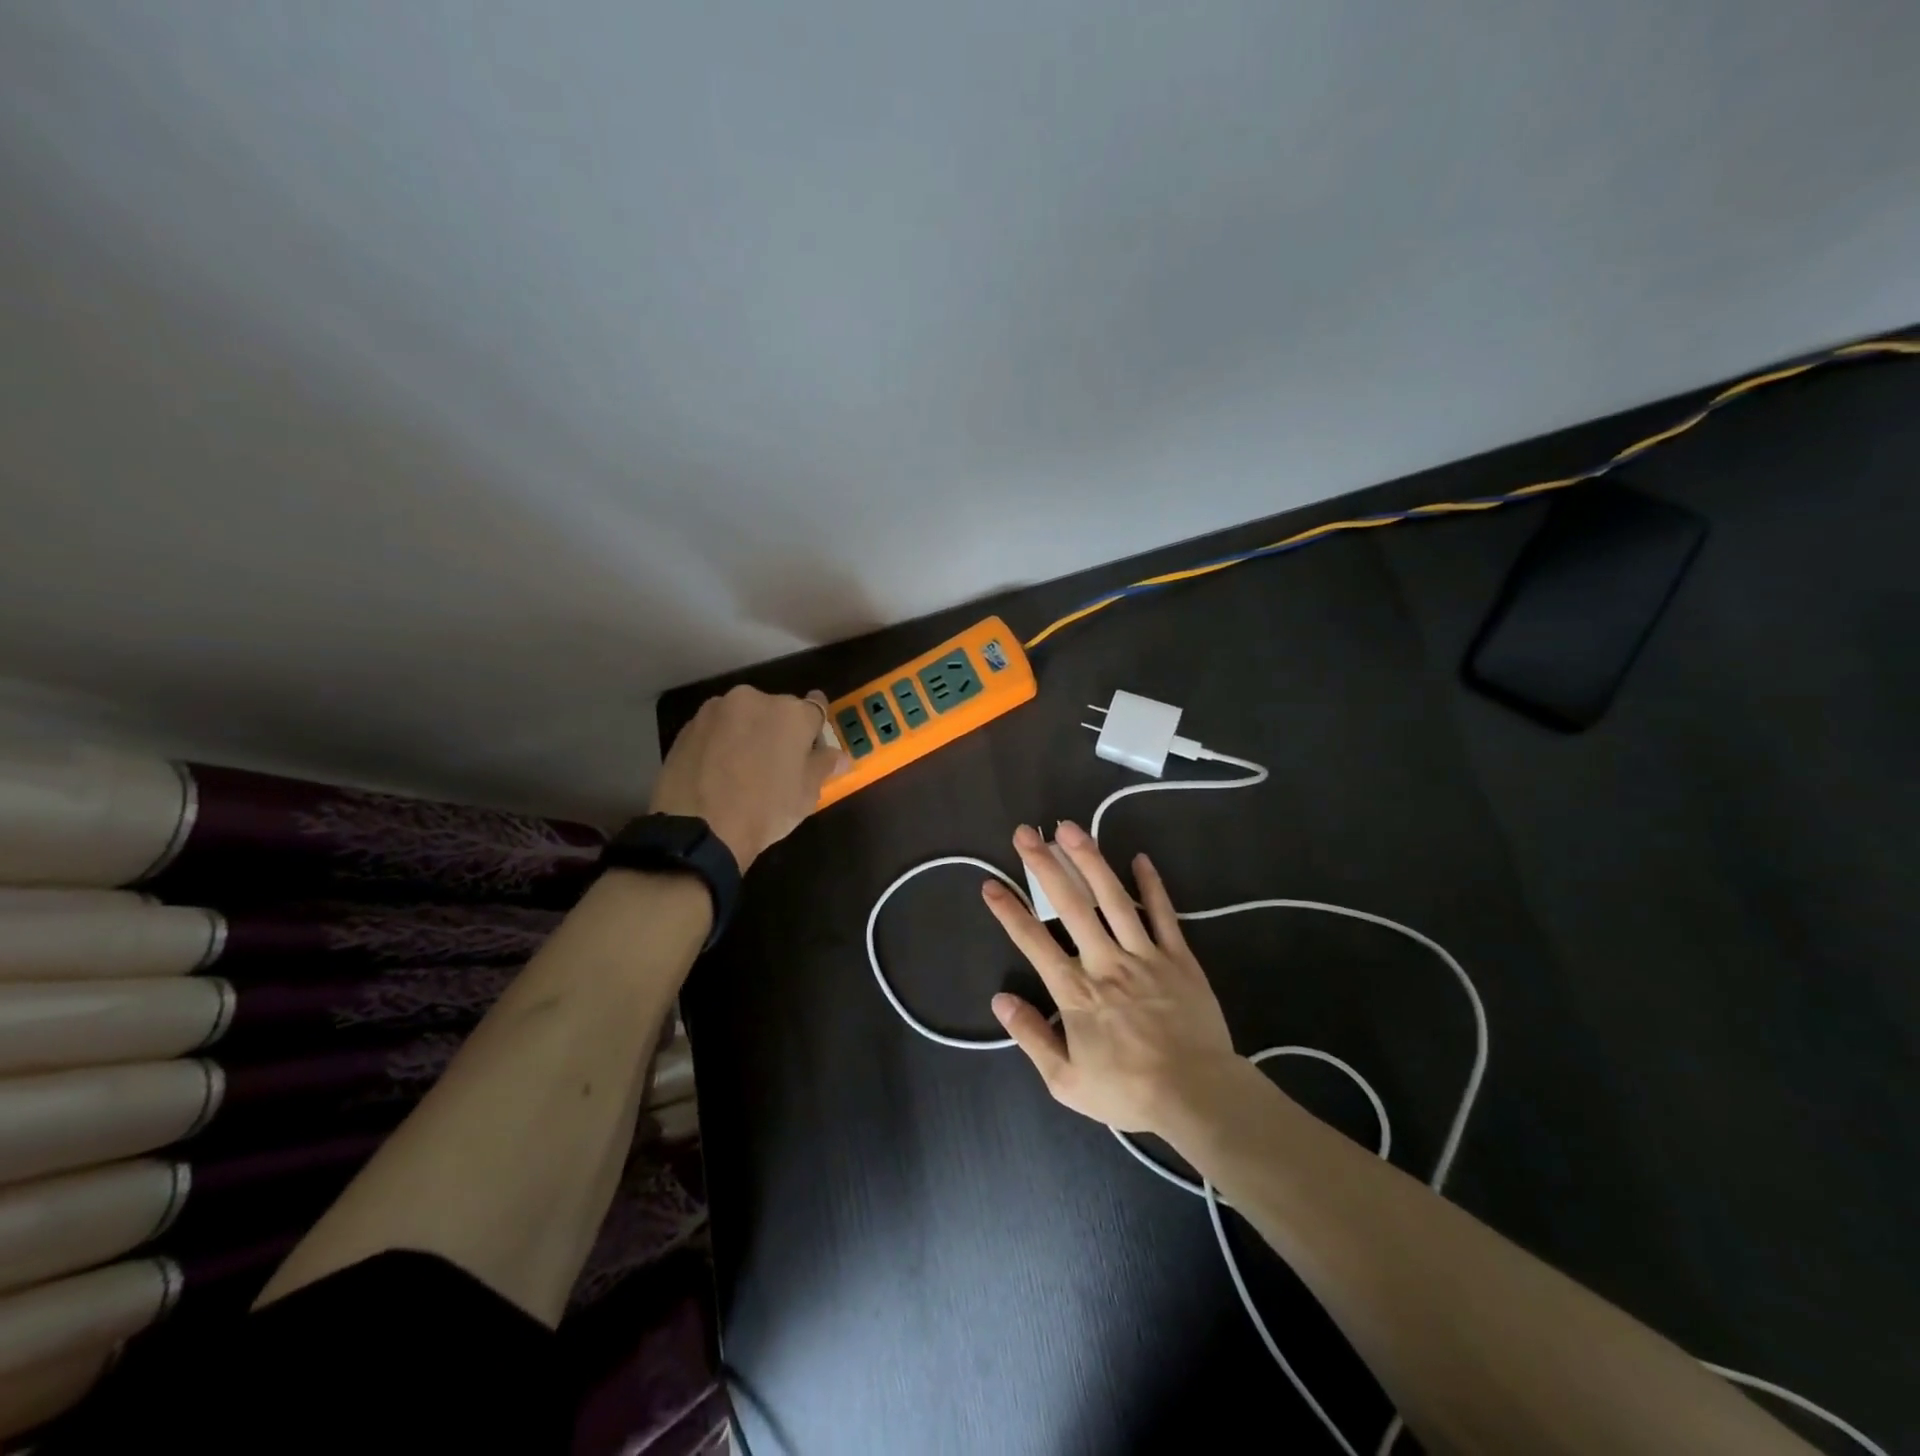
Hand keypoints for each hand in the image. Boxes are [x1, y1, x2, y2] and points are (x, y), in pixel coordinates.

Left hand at [650, 686, 847, 871]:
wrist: (699, 829)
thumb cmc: (765, 809)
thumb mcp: (806, 794)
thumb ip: (823, 766)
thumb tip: (838, 756)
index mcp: (791, 713)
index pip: (815, 709)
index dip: (815, 730)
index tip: (811, 748)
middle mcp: (754, 699)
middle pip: (777, 710)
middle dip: (779, 730)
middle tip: (776, 764)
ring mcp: (716, 710)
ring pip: (743, 717)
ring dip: (748, 733)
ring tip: (742, 769)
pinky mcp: (687, 726)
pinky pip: (716, 730)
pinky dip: (721, 743)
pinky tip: (718, 771)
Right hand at [981, 821, 1239, 1136]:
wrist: (1197, 1095)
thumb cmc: (1128, 1090)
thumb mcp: (1066, 1081)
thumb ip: (1031, 1037)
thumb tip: (1000, 1000)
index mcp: (1076, 991)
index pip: (1034, 942)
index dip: (1009, 911)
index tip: (990, 883)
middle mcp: (1105, 962)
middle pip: (1070, 905)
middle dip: (1044, 866)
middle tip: (1026, 833)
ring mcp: (1144, 955)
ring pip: (1113, 898)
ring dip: (1089, 860)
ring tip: (1070, 828)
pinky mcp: (1178, 957)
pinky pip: (1162, 914)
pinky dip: (1151, 885)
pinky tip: (1140, 858)